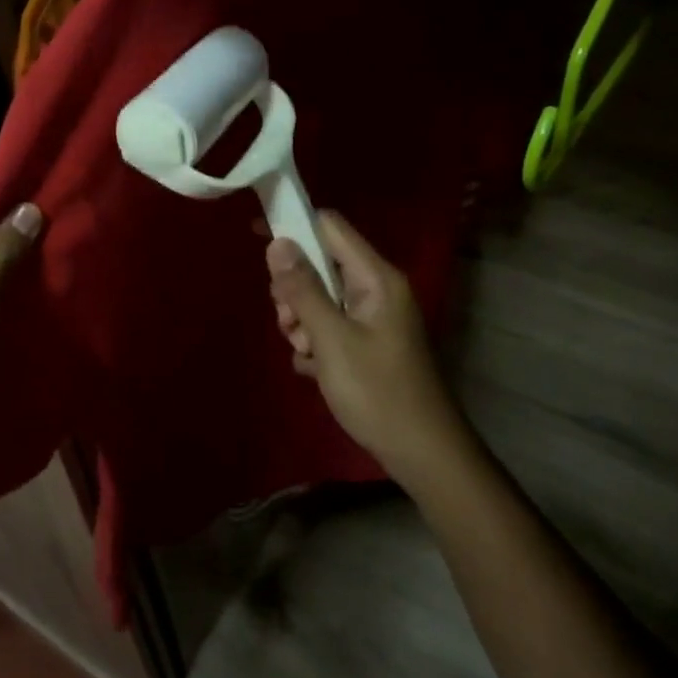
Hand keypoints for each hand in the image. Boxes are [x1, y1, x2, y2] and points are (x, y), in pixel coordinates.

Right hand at [266, 212, 469, 481]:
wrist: (422, 453)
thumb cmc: (377, 392)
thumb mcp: (332, 339)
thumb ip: (303, 290)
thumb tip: (277, 243)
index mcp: (376, 278)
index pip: (330, 226)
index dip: (293, 224)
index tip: (256, 236)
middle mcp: (376, 289)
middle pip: (321, 263)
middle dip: (294, 289)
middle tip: (289, 323)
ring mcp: (373, 317)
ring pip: (321, 298)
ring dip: (302, 321)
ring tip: (305, 352)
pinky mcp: (368, 342)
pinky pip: (330, 325)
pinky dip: (315, 342)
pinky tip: (314, 369)